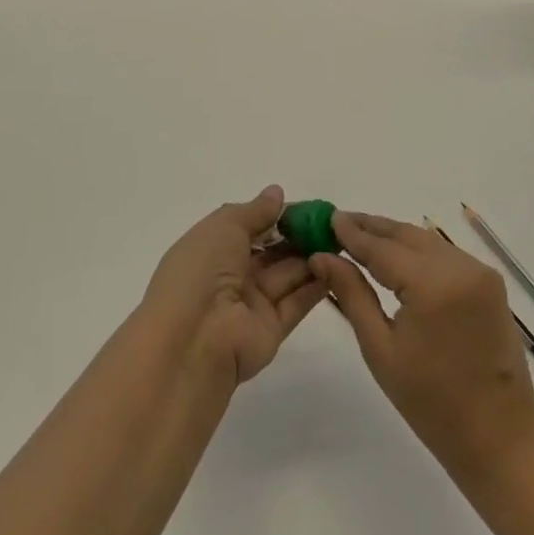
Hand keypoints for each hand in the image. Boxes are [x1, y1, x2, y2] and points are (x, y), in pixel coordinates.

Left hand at [140, 185, 329, 385]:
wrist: (192, 341)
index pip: (249, 228)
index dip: (276, 216)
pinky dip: (316, 285)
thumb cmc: (200, 272)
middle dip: (298, 236)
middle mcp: (230, 276)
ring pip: (286, 275)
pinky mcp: (271, 330)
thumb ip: (255, 211)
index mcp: (212, 249)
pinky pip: (296, 302)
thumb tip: (276, 193)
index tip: (307, 208)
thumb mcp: (224, 226)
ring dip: (311, 257)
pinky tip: (339, 267)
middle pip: (271, 252)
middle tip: (331, 223)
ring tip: (341, 240)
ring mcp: (251, 304)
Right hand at [309, 211, 533, 474]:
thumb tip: (322, 256)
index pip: (382, 248)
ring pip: (426, 240)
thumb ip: (352, 294)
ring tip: (360, 235)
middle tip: (338, 221)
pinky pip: (444, 253)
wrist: (500, 436)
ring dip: (394, 236)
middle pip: (406, 235)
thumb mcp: (380, 349)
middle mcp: (460, 266)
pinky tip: (396, 255)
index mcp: (432, 284)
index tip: (326, 218)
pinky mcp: (489, 280)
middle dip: (371, 228)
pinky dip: (417, 250)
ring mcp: (479, 271)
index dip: (352, 233)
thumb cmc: (432, 403)